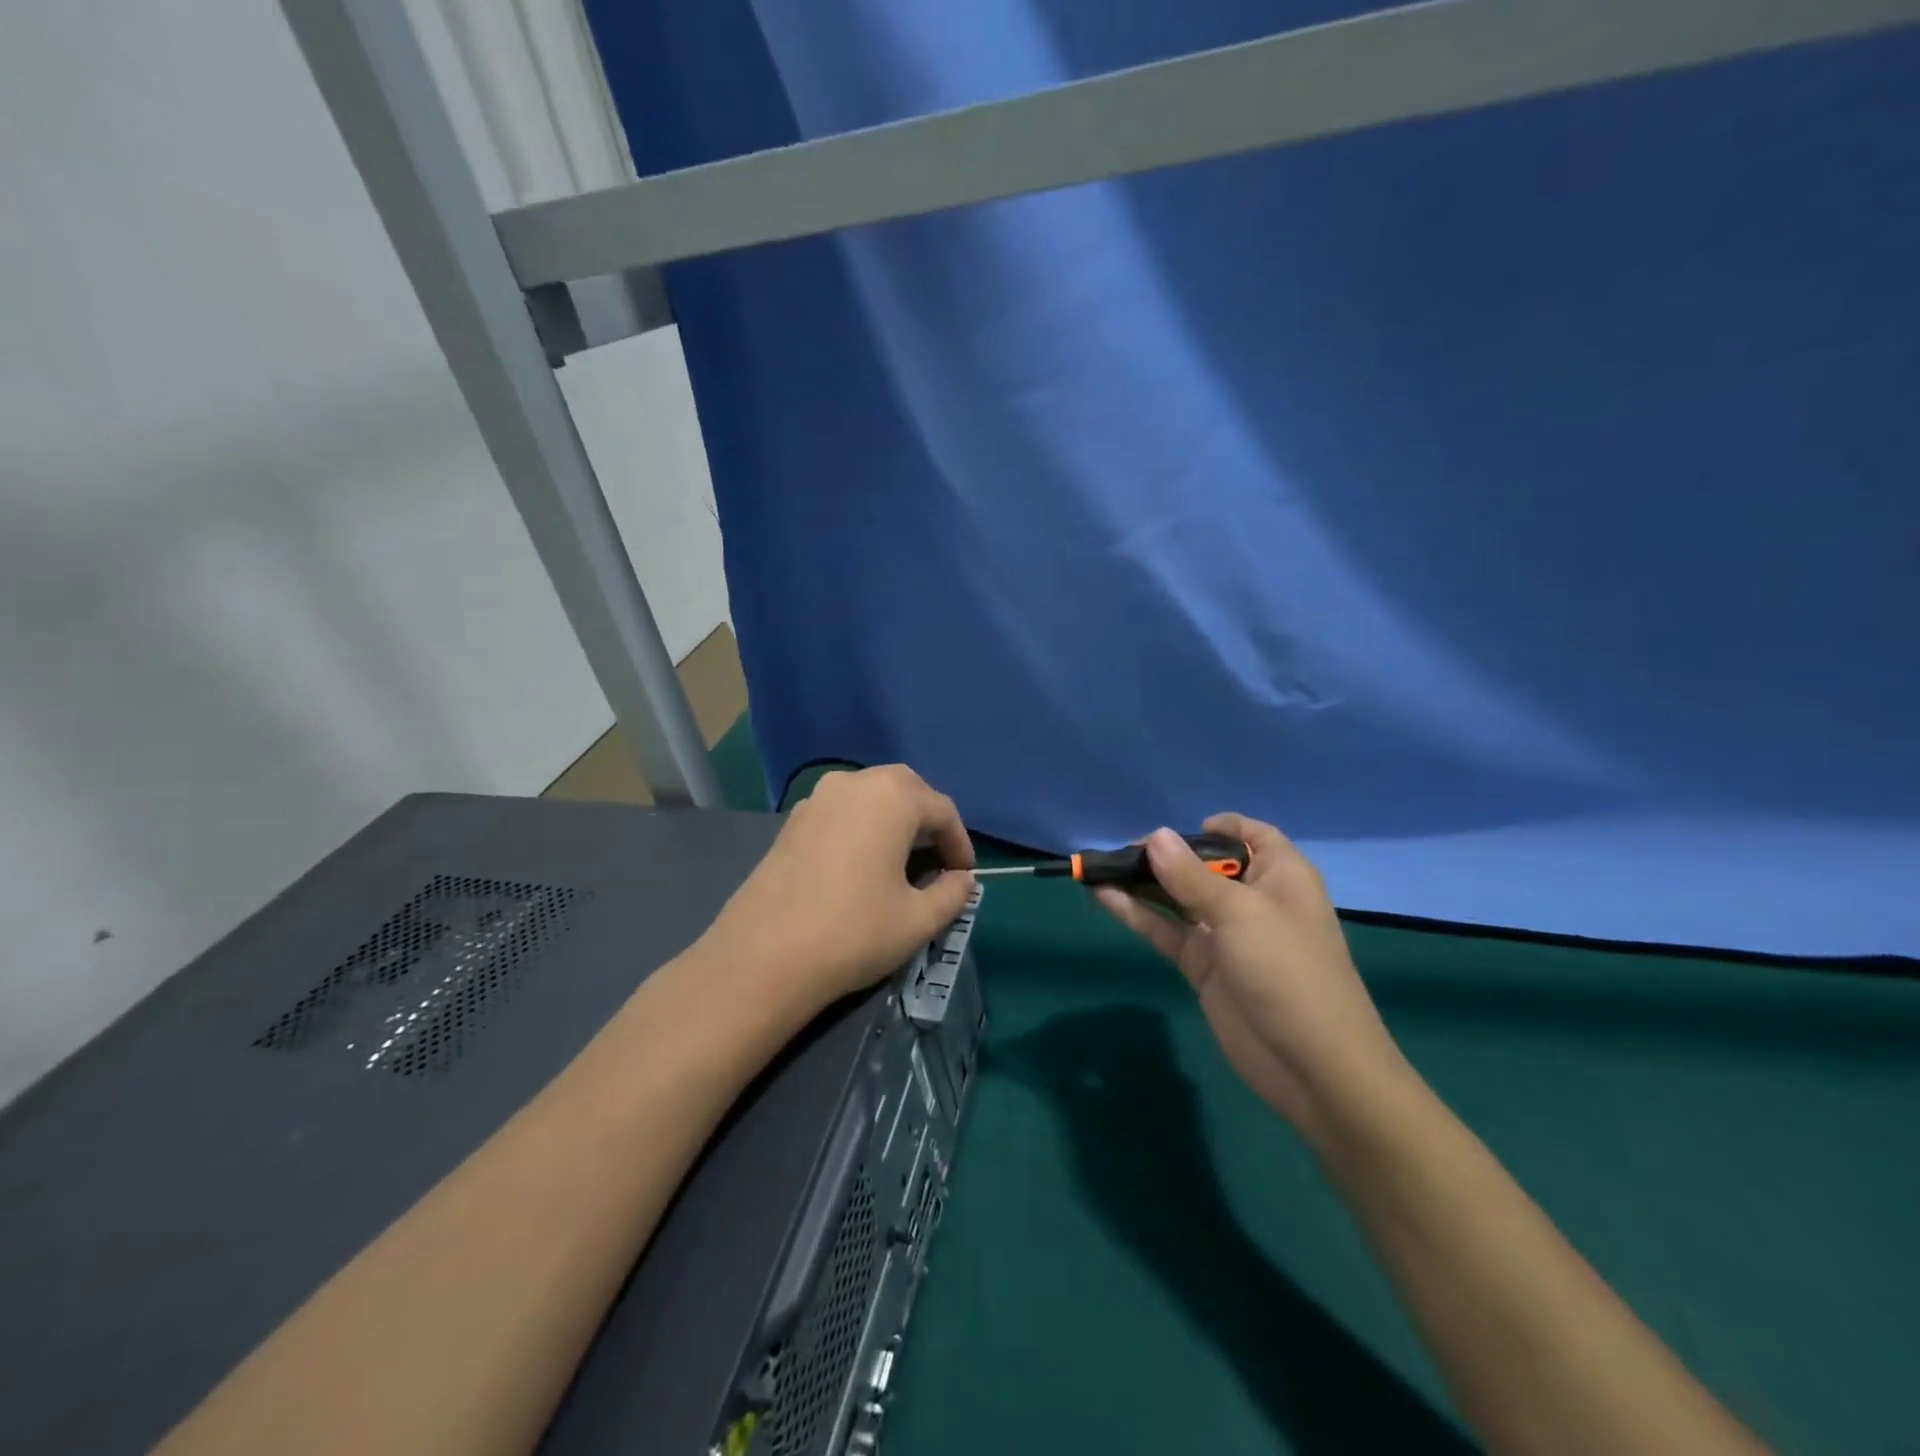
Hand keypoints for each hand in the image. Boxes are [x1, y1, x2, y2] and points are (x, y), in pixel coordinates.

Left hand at [704, 765, 976, 1010]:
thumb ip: (953, 894)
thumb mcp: (918, 920)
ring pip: (870, 796)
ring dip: (894, 819)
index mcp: (891, 797)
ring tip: (902, 860)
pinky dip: (862, 826)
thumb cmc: (853, 933)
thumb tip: (963, 880)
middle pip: (905, 789)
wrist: (763, 957)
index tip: (965, 876)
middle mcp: (853, 784)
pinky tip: (861, 864)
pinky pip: (841, 811)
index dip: (960, 843)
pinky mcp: (792, 822)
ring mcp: (817, 799)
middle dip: (928, 819)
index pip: (942, 810)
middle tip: (938, 858)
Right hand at [1095, 815, 1410, 1148]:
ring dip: (1141, 883)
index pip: (1251, 835)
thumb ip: (1190, 875)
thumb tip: (1154, 836)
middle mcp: (1252, 898)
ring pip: (1177, 896)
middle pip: (1203, 864)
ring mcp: (1225, 933)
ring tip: (1098, 868)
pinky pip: (1165, 929)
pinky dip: (1136, 913)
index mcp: (1280, 875)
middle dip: (1163, 854)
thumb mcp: (1240, 913)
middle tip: (1118, 852)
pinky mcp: (1203, 965)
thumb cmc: (1287, 970)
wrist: (1312, 1066)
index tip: (1175, 829)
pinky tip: (1103, 897)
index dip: (1218, 826)